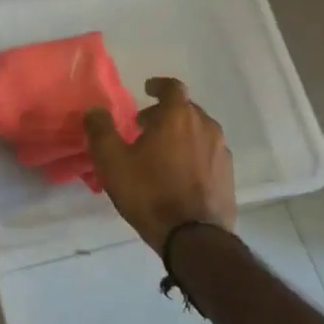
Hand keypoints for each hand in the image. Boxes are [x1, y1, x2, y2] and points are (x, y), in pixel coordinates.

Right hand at [85, 77, 234, 251]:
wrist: (194, 237)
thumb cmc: (150, 192)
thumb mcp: (113, 161)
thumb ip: (101, 130)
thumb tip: (95, 110)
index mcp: (178, 116)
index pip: (172, 87)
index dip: (158, 85)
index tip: (147, 89)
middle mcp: (205, 127)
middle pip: (186, 109)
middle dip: (165, 113)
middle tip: (145, 127)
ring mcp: (221, 151)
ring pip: (199, 132)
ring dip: (180, 134)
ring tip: (161, 152)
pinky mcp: (228, 175)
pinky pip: (208, 153)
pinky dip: (193, 154)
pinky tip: (179, 173)